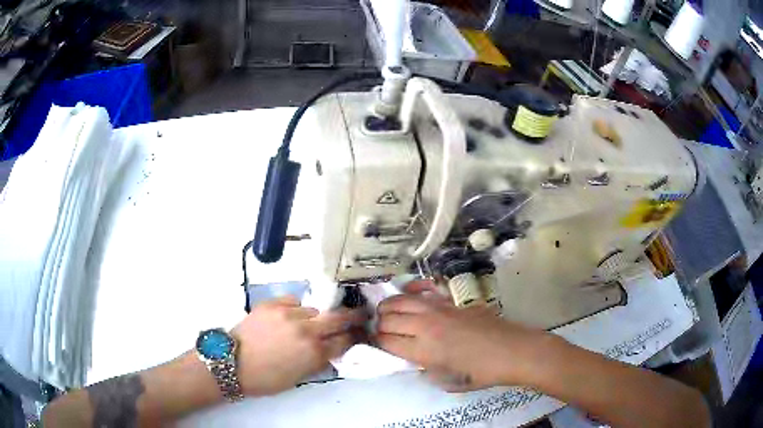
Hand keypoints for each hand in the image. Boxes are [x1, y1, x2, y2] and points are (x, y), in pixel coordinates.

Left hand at [232, 296, 364, 395]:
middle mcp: (306, 330)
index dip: (355, 337)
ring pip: (314, 308)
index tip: (360, 333)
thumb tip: (332, 351)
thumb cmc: (266, 378)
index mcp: (314, 352)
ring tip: (308, 322)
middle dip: (353, 315)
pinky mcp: (273, 303)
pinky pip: (293, 301)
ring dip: (317, 316)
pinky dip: (296, 308)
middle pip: (338, 316)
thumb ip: (318, 362)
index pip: (345, 340)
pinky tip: (291, 315)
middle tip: (360, 313)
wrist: (232, 362)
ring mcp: (289, 313)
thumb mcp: (299, 377)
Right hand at [375, 285, 549, 391]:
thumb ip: (425, 370)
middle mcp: (425, 326)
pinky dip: (411, 289)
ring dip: (388, 306)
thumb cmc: (481, 372)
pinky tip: (408, 292)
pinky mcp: (451, 301)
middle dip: (378, 325)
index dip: (377, 342)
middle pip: (388, 319)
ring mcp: (439, 309)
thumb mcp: (447, 381)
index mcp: (423, 350)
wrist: (511, 351)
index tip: (377, 344)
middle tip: (381, 329)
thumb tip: (414, 360)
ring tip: (386, 311)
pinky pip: (424, 290)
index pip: (386, 341)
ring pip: (401, 300)